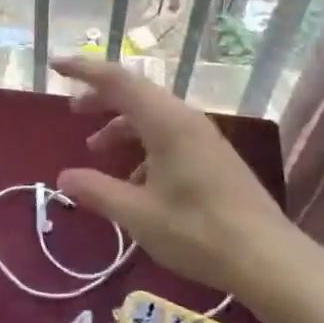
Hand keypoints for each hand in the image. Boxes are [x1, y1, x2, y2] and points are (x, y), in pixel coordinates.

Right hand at [53, 54, 294, 297]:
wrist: (268, 257)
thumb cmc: (198, 232)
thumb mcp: (138, 214)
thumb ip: (97, 191)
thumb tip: (63, 177)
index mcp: (166, 123)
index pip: (117, 80)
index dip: (84, 70)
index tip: (55, 65)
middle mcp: (186, 120)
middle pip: (136, 95)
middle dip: (101, 100)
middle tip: (73, 112)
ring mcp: (203, 138)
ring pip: (153, 118)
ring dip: (122, 128)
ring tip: (97, 152)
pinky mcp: (213, 158)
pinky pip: (169, 137)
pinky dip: (143, 148)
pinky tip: (134, 183)